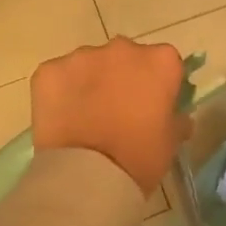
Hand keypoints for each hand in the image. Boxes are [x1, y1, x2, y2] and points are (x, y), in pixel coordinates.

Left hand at [31, 37, 192, 195]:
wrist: (87, 175)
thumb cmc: (140, 157)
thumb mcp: (171, 142)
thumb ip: (177, 120)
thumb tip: (177, 116)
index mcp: (160, 62)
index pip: (164, 63)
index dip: (158, 84)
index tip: (152, 106)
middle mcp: (123, 49)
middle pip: (126, 57)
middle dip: (123, 77)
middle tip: (118, 111)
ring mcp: (82, 57)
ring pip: (90, 64)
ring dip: (91, 82)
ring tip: (86, 117)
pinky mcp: (49, 70)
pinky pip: (59, 76)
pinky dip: (61, 92)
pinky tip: (63, 118)